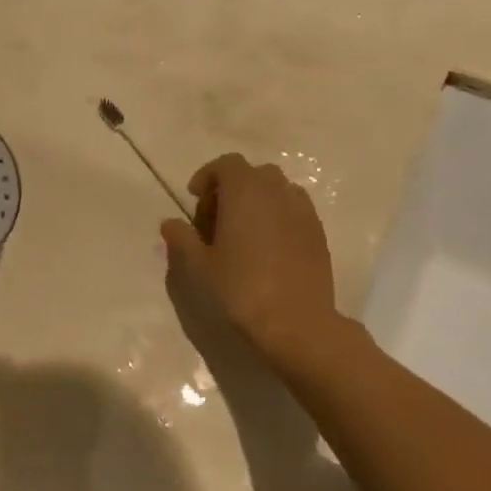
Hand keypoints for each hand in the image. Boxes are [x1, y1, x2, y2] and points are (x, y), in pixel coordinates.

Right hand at [161, 154, 341, 371]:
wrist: (296, 325)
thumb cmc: (239, 289)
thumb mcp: (197, 266)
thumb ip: (181, 238)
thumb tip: (170, 223)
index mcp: (246, 193)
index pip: (228, 164)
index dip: (208, 176)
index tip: (194, 198)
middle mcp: (278, 194)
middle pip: (254, 174)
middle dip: (232, 188)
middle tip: (215, 219)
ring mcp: (304, 214)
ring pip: (278, 191)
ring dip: (257, 202)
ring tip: (242, 233)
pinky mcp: (319, 236)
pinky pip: (295, 212)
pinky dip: (277, 218)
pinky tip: (266, 250)